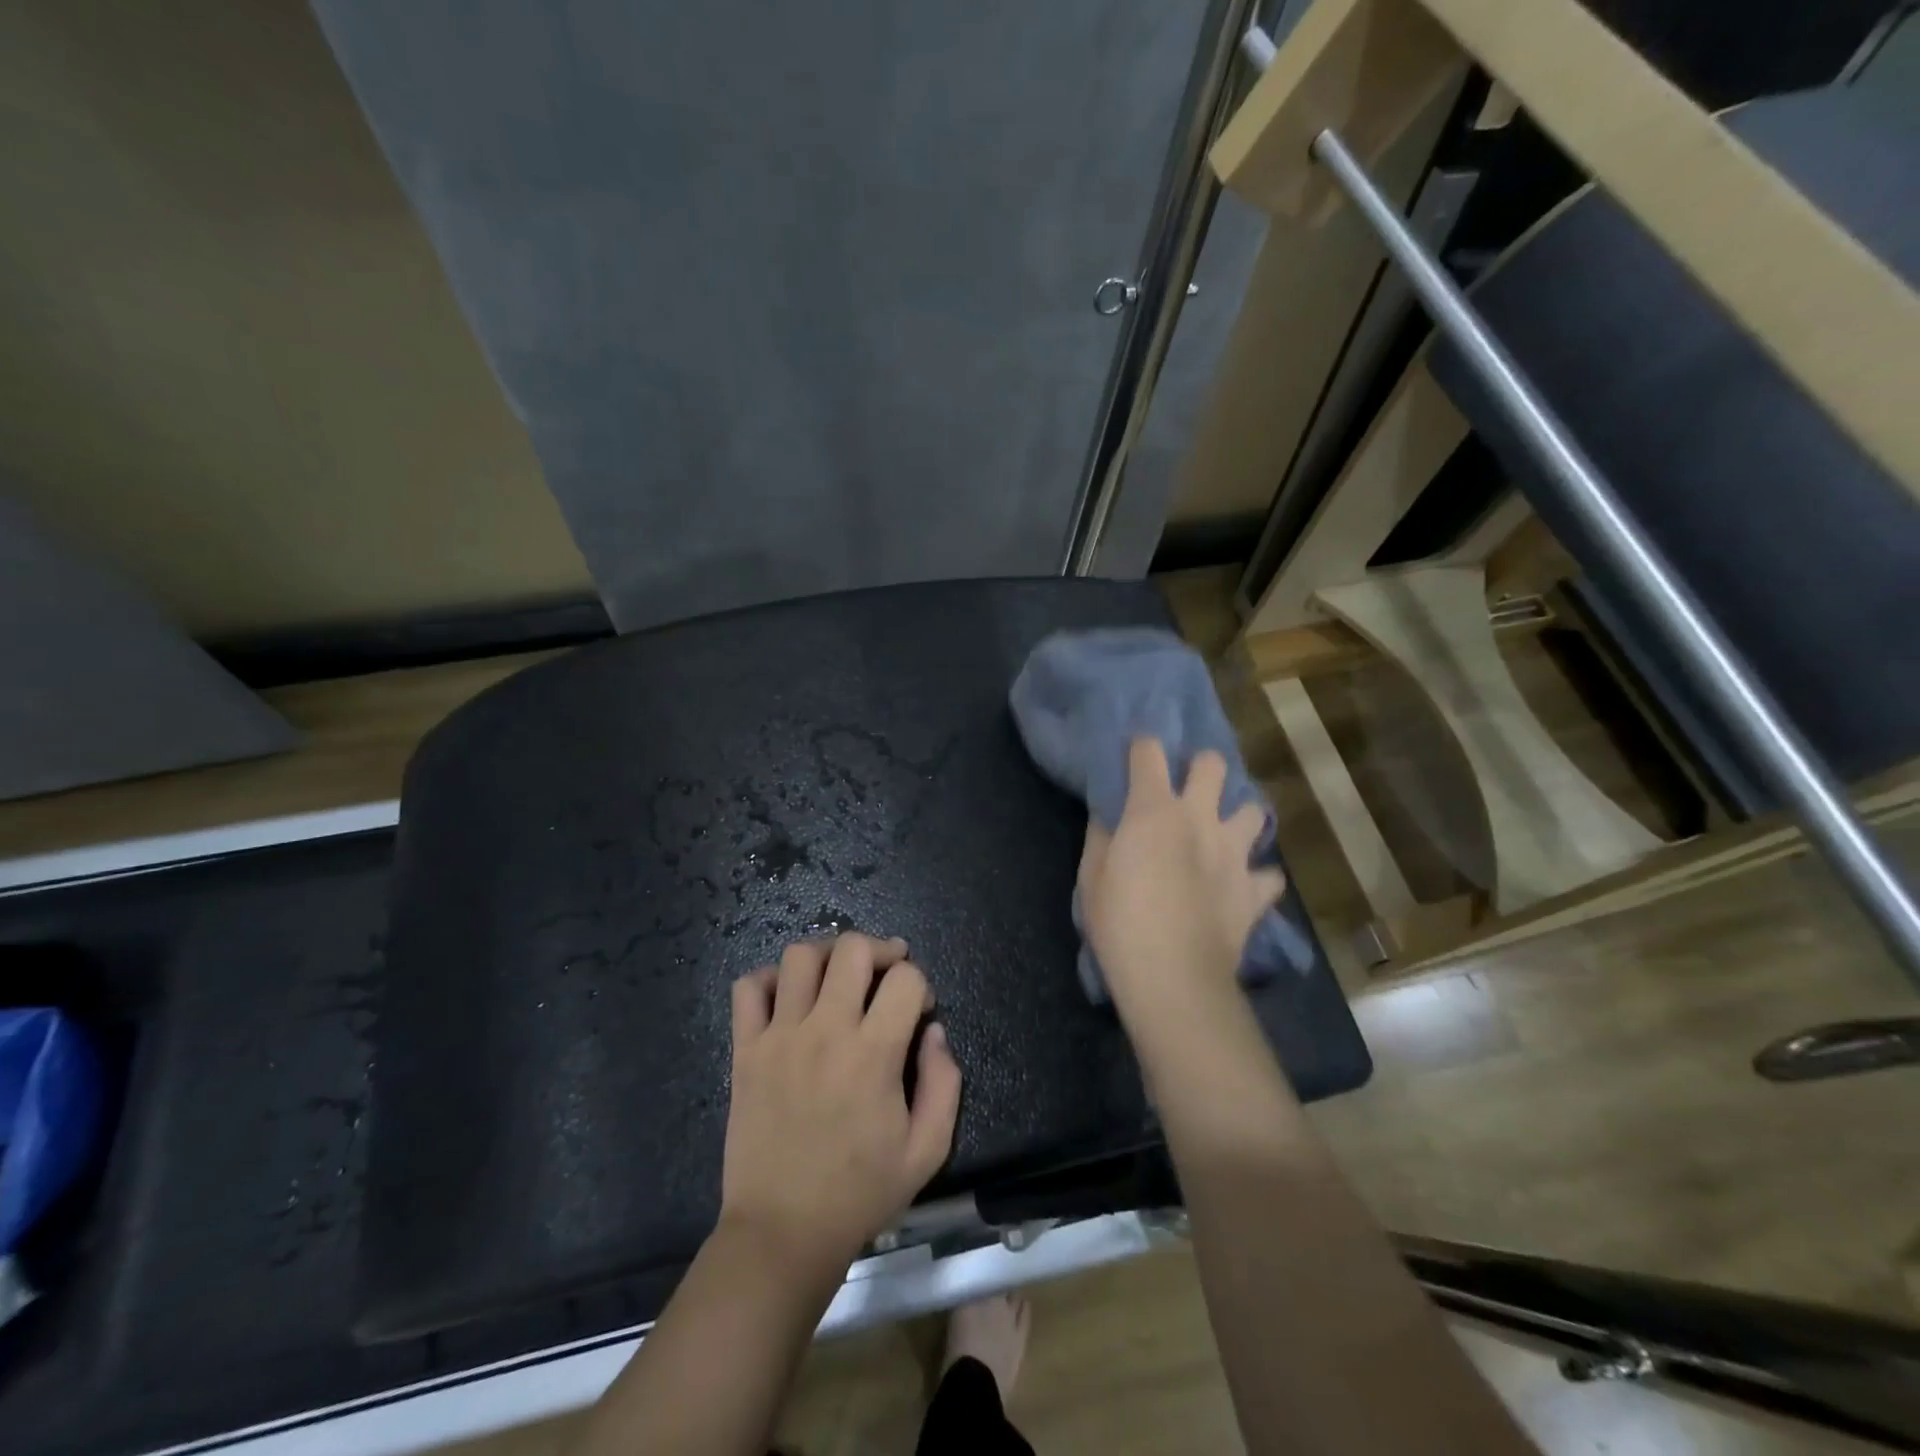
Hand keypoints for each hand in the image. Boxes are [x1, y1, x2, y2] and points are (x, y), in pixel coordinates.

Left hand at [721, 933, 962, 1276]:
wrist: (782, 1234)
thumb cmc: (859, 1193)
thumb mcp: (926, 1150)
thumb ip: (944, 1082)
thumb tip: (934, 1030)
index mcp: (873, 1053)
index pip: (905, 978)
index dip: (920, 984)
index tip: (918, 1009)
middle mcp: (826, 1030)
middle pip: (852, 948)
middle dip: (879, 950)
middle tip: (885, 972)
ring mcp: (779, 1036)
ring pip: (800, 956)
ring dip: (827, 955)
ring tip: (838, 977)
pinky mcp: (745, 1050)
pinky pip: (748, 987)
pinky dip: (769, 980)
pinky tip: (788, 999)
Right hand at [1079, 739, 1284, 1019]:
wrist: (1173, 977)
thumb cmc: (1120, 922)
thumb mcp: (1092, 876)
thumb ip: (1102, 836)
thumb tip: (1110, 815)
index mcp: (1154, 810)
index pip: (1149, 752)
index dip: (1142, 747)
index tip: (1135, 756)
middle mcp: (1199, 819)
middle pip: (1212, 765)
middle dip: (1201, 767)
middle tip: (1187, 789)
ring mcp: (1234, 853)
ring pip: (1254, 812)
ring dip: (1238, 817)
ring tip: (1223, 834)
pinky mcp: (1255, 890)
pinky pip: (1269, 876)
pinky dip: (1258, 877)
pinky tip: (1244, 886)